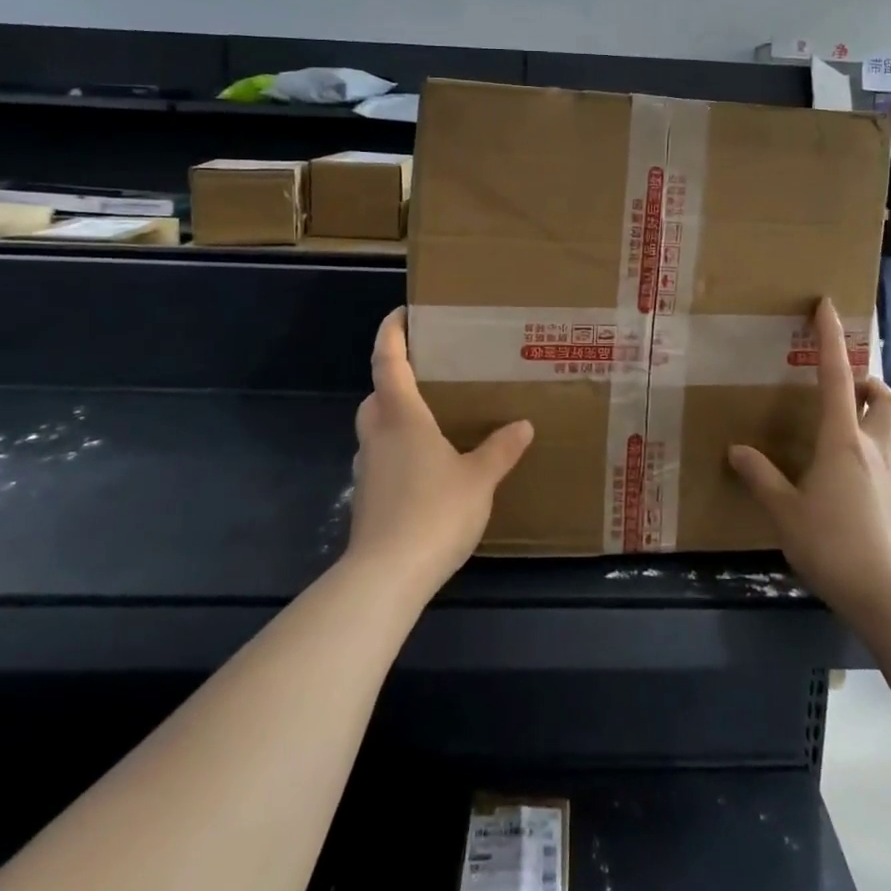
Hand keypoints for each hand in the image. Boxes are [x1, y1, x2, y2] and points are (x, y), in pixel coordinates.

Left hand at [347, 309, 533, 599]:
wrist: (385, 577)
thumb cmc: (433, 512)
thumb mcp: (479, 478)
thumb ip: (501, 448)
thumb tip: (523, 425)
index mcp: (401, 417)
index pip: (388, 361)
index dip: (391, 333)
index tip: (401, 313)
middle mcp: (378, 434)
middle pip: (378, 393)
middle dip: (396, 377)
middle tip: (429, 372)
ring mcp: (368, 468)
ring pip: (377, 426)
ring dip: (396, 415)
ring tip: (434, 419)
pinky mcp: (368, 497)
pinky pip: (382, 456)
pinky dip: (399, 448)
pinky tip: (428, 467)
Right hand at [727, 299, 890, 622]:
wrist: (887, 596)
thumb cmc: (833, 545)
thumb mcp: (785, 512)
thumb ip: (761, 477)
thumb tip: (737, 450)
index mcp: (842, 440)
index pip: (835, 376)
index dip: (830, 337)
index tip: (825, 305)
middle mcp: (870, 447)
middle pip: (883, 397)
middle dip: (866, 380)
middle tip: (841, 385)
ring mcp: (886, 473)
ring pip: (886, 425)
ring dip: (868, 411)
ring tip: (836, 424)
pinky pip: (881, 454)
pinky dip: (865, 445)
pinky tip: (838, 471)